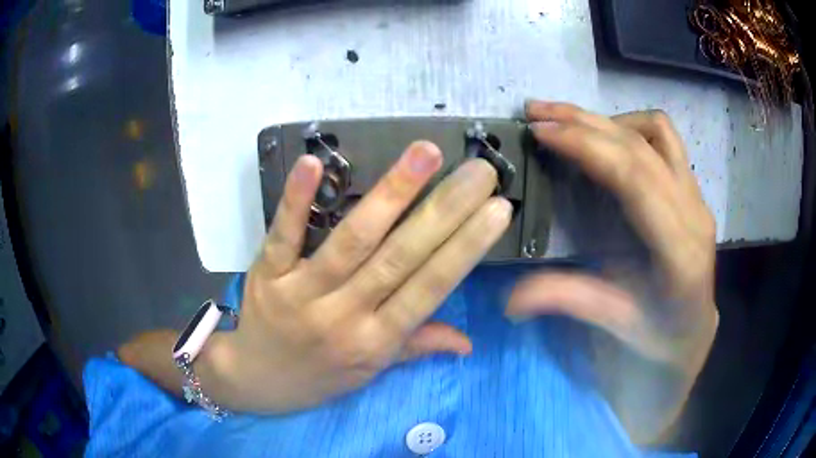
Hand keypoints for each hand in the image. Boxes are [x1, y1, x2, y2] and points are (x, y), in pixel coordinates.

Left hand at [202, 142, 510, 413]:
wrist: (255, 381)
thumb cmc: (318, 376)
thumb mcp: (371, 371)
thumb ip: (417, 346)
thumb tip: (469, 342)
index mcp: (376, 341)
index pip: (430, 289)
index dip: (466, 248)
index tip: (497, 210)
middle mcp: (344, 317)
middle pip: (400, 258)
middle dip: (445, 210)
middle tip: (479, 171)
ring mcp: (302, 294)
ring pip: (352, 241)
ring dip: (391, 194)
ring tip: (425, 154)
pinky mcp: (267, 275)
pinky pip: (284, 235)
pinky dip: (297, 199)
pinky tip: (315, 163)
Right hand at [509, 101, 718, 371]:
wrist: (693, 329)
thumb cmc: (658, 333)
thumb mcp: (615, 323)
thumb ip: (569, 300)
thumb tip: (511, 298)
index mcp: (679, 250)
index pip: (634, 178)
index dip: (586, 146)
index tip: (541, 132)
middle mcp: (693, 212)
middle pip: (640, 146)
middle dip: (584, 123)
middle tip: (537, 115)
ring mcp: (697, 195)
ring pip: (656, 130)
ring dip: (608, 120)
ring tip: (567, 121)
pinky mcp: (693, 188)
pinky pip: (665, 137)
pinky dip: (632, 127)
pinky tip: (608, 140)